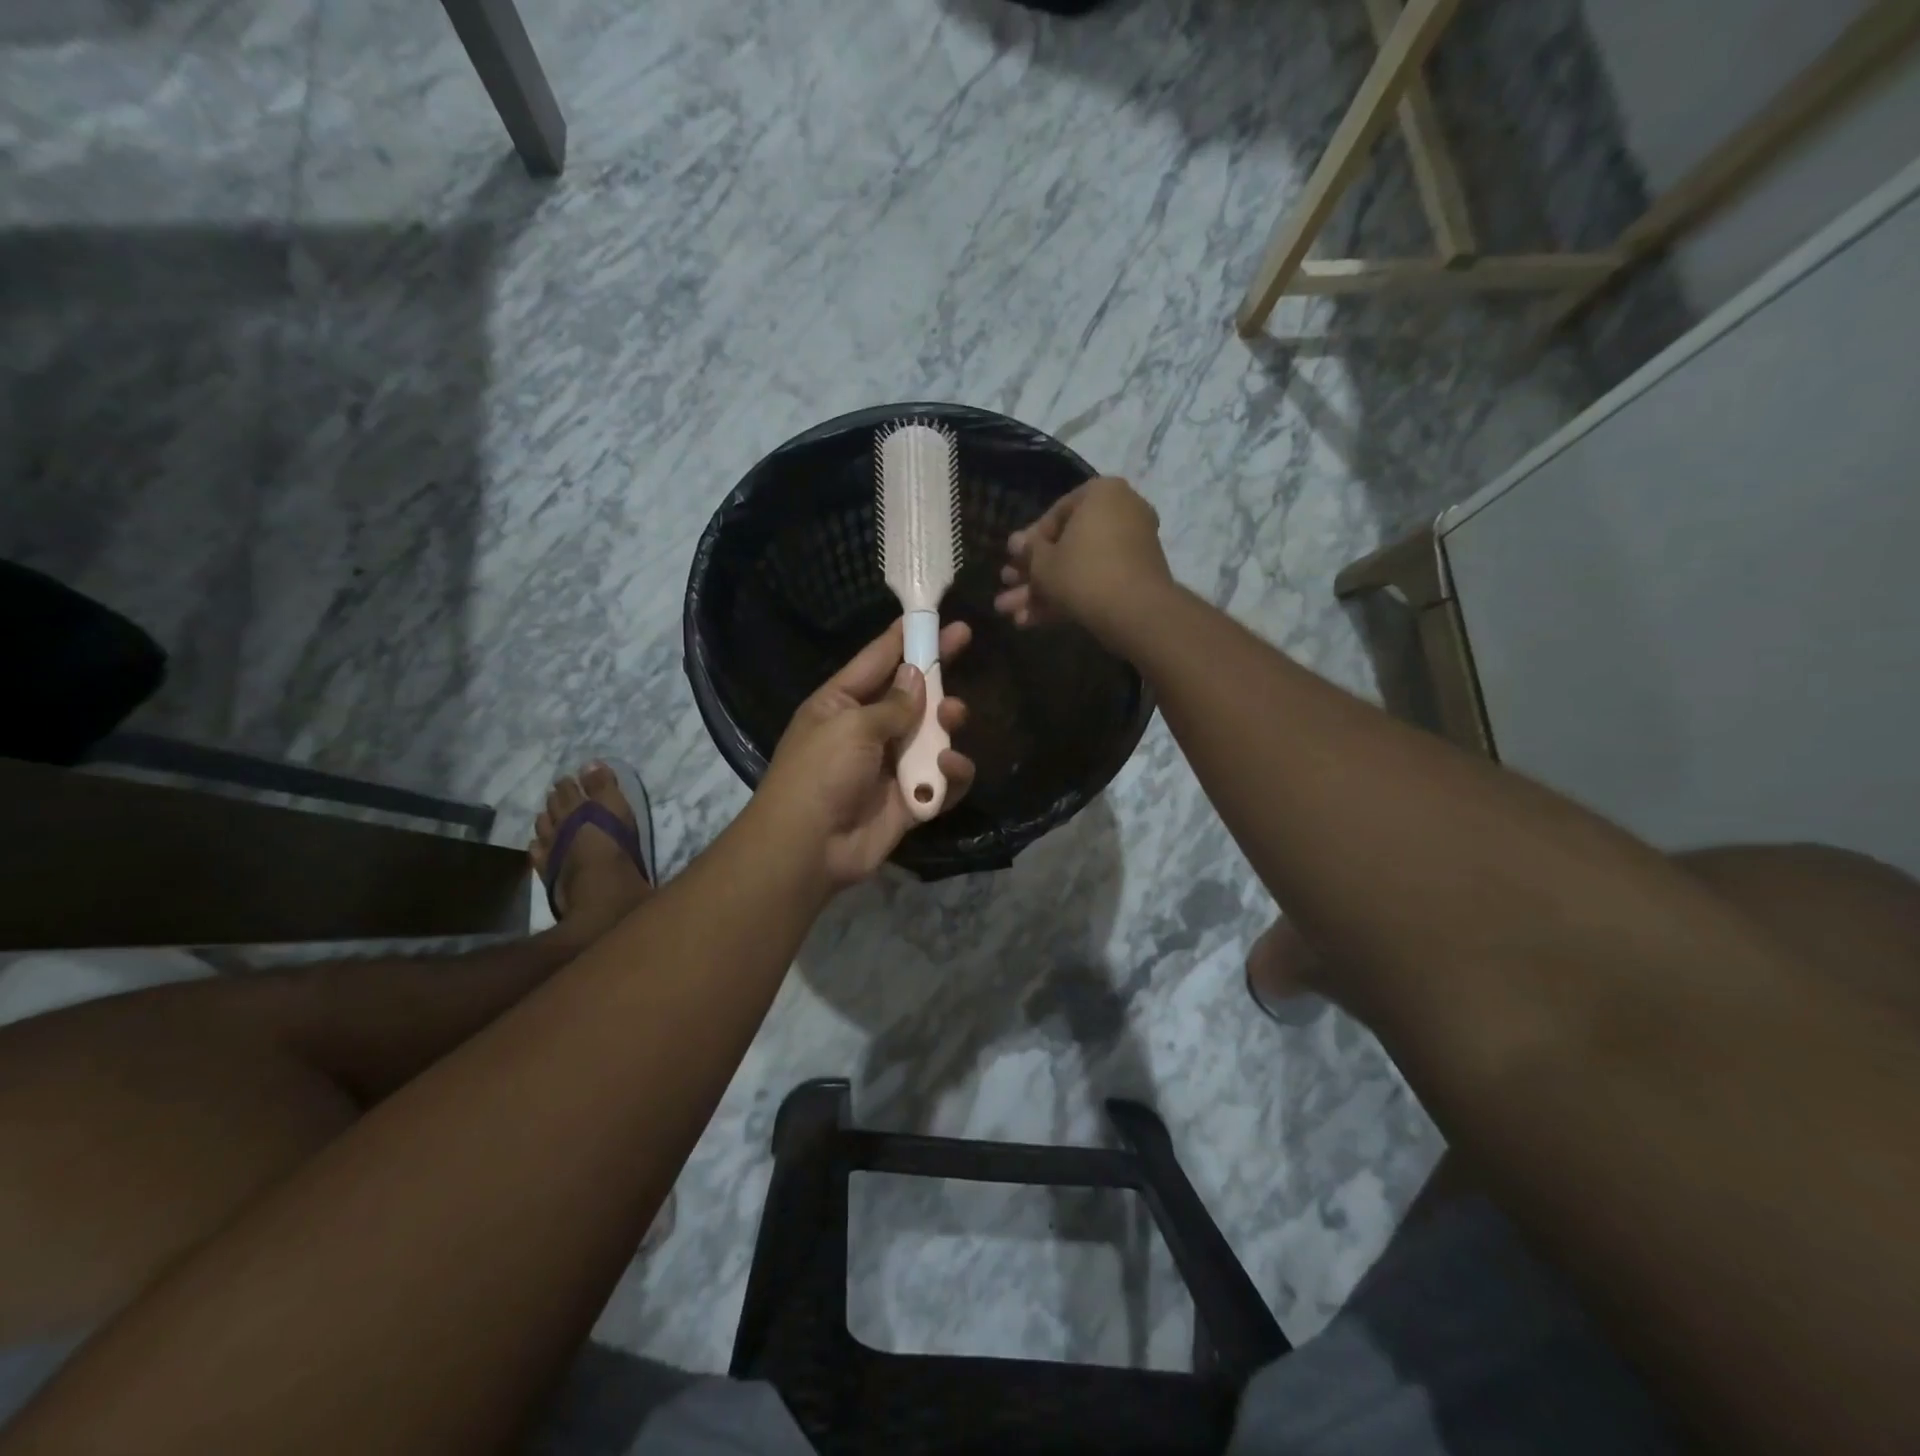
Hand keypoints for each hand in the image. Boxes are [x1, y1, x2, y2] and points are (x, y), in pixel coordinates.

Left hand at [757, 618, 975, 888]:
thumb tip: (916, 676)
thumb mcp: (851, 726)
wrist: (807, 848)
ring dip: (947, 722)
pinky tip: (950, 767)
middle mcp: (868, 729)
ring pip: (933, 734)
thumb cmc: (820, 773)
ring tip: (954, 718)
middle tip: (964, 643)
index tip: (937, 615)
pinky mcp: (910, 799)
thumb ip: (892, 703)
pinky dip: (951, 773)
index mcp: (842, 703)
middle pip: (912, 693)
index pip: (878, 659)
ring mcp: (891, 765)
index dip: (907, 636)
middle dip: (937, 673)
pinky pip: (941, 779)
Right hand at [994, 476, 1171, 647]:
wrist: (1136, 612)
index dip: (1029, 543)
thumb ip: (1028, 551)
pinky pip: (1096, 581)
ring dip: (1043, 593)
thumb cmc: (1082, 573)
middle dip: (1033, 575)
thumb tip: (1016, 543)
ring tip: (1012, 616)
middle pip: (1066, 546)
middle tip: (1007, 591)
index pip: (1055, 514)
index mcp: (1101, 493)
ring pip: (1078, 569)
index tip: (1013, 562)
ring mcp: (1132, 546)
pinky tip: (1033, 623)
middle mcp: (1122, 512)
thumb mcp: (1043, 563)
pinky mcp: (1136, 577)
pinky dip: (1068, 599)